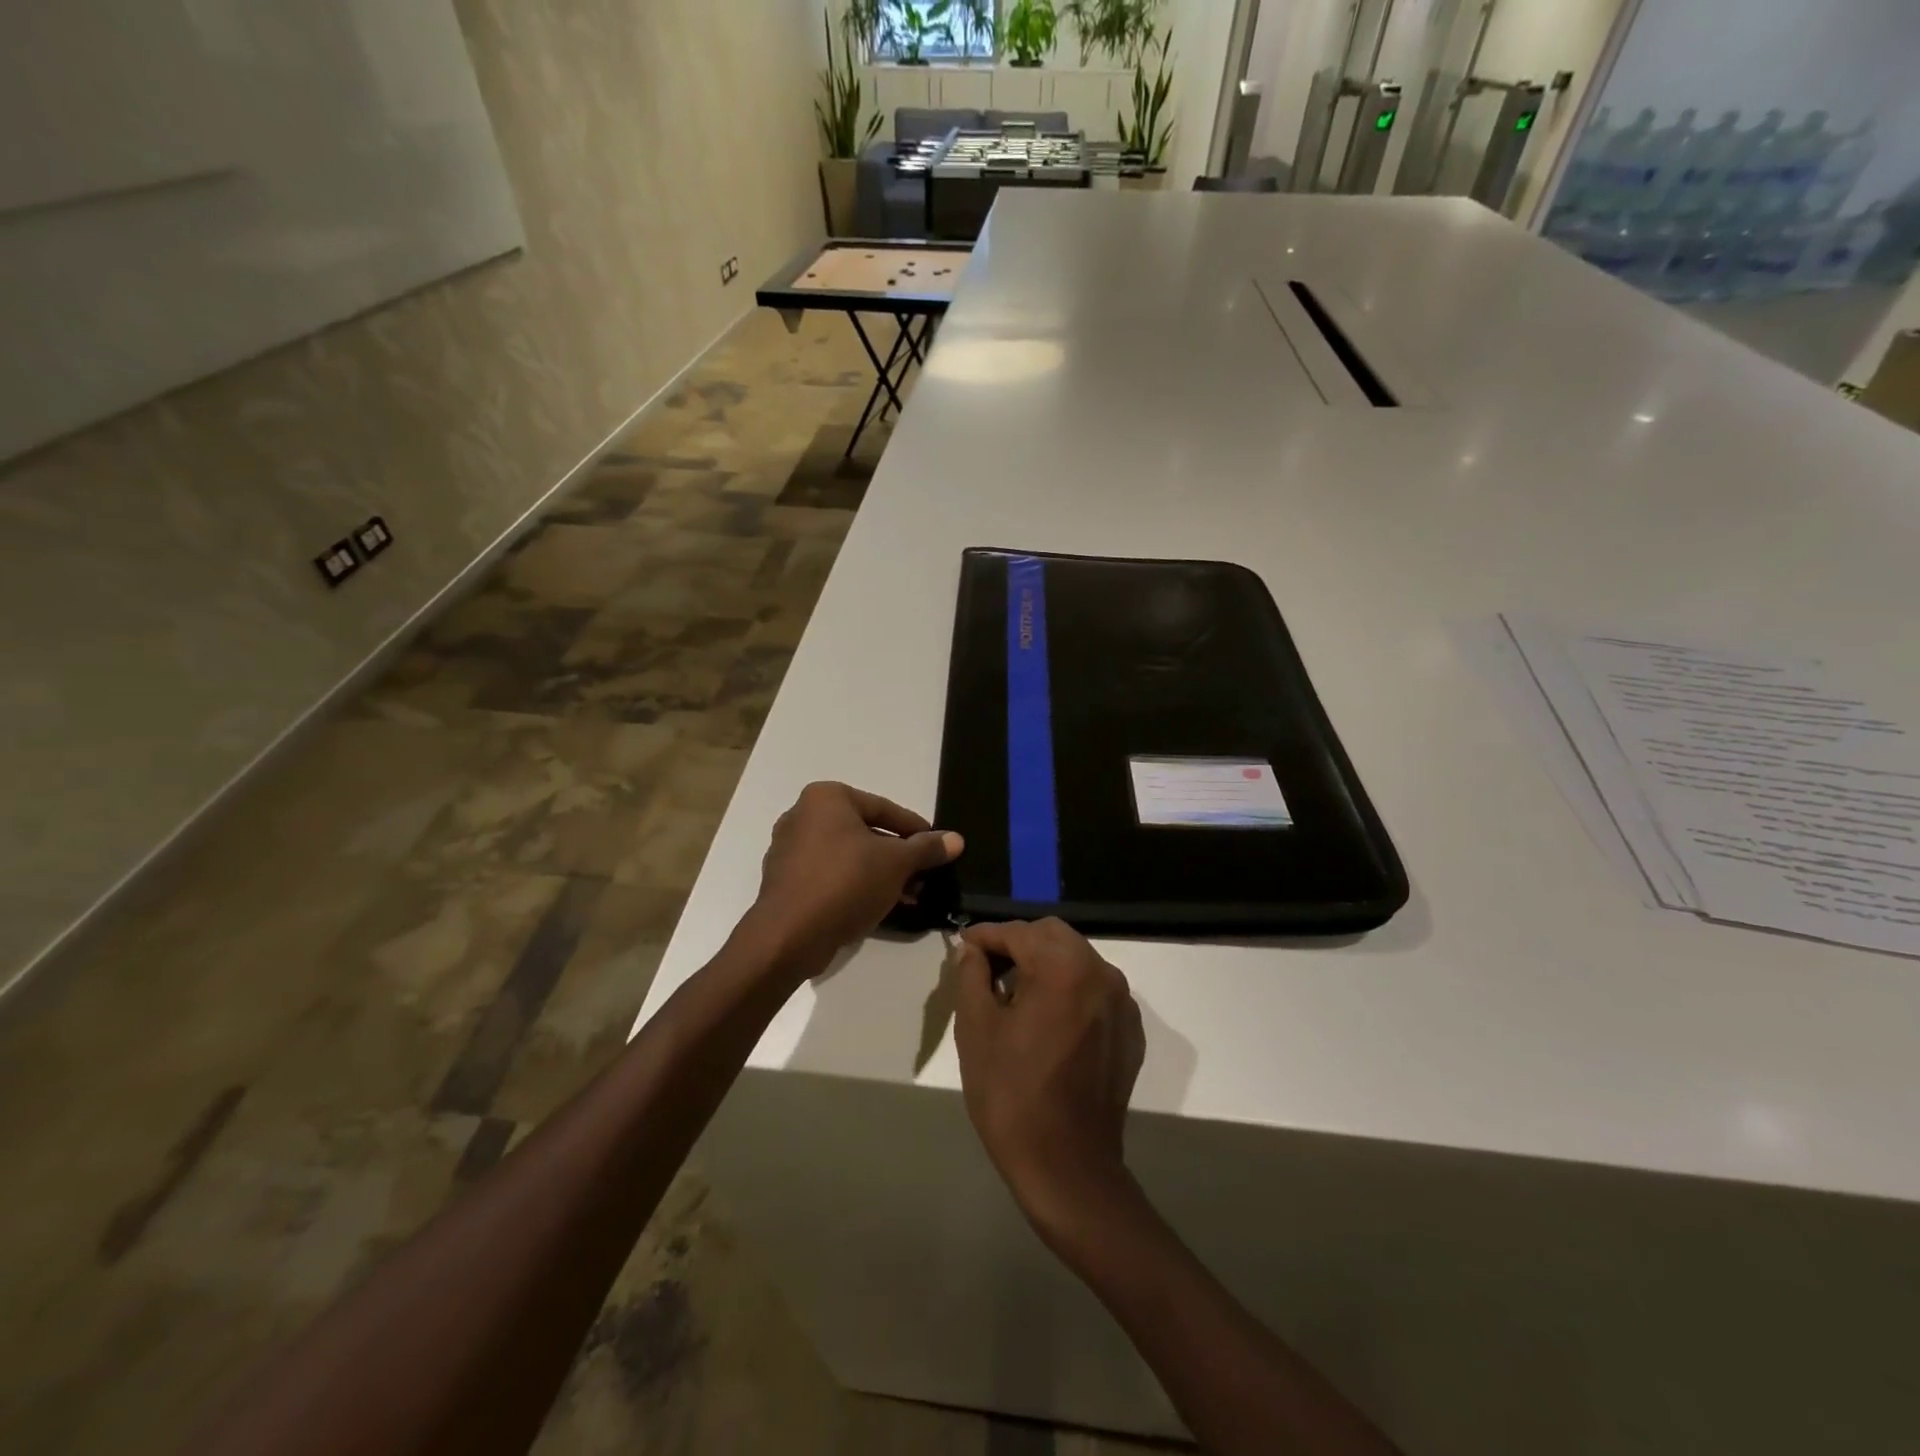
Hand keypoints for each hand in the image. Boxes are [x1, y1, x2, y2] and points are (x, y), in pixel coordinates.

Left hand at [751, 782, 961, 973]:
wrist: (789, 936)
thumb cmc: (845, 882)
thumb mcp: (896, 863)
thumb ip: (926, 849)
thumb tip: (956, 840)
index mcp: (825, 798)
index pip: (883, 808)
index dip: (915, 829)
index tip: (937, 847)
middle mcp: (802, 816)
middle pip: (865, 832)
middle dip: (897, 856)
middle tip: (924, 876)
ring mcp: (789, 850)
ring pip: (848, 856)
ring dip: (880, 874)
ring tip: (908, 895)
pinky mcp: (785, 882)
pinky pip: (830, 876)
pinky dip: (855, 886)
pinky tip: (879, 906)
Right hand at [953, 919, 1145, 1245]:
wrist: (1067, 1167)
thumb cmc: (1011, 1095)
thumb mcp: (976, 1029)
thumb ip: (971, 975)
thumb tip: (971, 950)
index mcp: (1063, 967)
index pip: (1018, 932)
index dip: (986, 935)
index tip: (962, 945)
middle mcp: (1101, 972)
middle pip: (1053, 936)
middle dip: (1018, 943)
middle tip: (987, 967)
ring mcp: (1122, 1002)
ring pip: (1077, 959)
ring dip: (1045, 963)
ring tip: (1014, 991)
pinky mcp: (1130, 1030)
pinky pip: (1095, 989)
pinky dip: (1069, 988)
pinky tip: (1047, 1018)